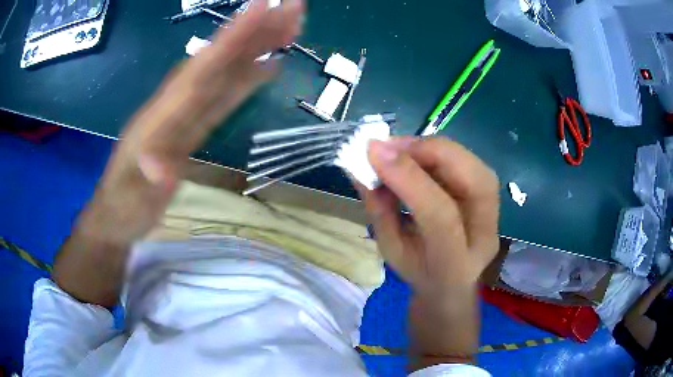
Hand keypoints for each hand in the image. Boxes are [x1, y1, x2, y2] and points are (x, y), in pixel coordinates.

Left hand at [89, 0, 304, 243]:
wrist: (115, 215)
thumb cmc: (122, 208)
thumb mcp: (130, 201)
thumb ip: (147, 184)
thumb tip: (164, 170)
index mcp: (161, 115)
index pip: (201, 68)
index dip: (231, 37)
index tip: (262, 6)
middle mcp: (176, 104)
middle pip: (220, 60)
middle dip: (255, 30)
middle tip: (293, 7)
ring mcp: (186, 113)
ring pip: (227, 72)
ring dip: (257, 47)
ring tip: (289, 27)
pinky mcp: (193, 125)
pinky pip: (225, 95)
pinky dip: (248, 77)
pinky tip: (268, 65)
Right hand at [361, 137, 499, 296]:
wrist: (450, 287)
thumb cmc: (417, 272)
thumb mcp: (390, 250)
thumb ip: (380, 209)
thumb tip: (363, 167)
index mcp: (453, 265)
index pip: (440, 215)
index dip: (409, 177)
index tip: (375, 152)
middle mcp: (484, 239)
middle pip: (476, 184)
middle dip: (433, 153)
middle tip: (393, 145)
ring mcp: (494, 220)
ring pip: (479, 170)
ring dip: (438, 149)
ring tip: (403, 147)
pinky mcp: (493, 203)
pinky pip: (473, 167)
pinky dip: (443, 154)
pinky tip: (419, 154)